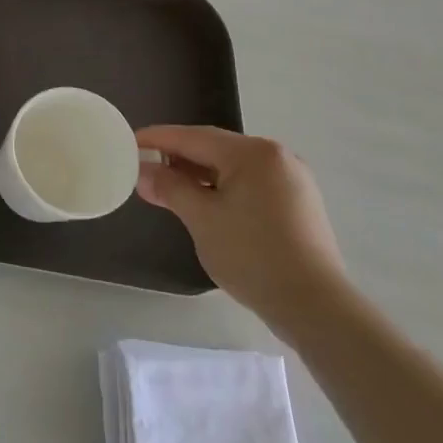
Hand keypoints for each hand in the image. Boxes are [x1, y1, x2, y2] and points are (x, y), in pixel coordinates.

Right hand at [135, 126, 349, 335]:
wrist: (314, 305)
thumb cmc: (252, 254)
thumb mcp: (201, 219)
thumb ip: (170, 188)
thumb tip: (143, 172)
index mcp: (253, 153)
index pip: (193, 137)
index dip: (157, 139)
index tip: (128, 142)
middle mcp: (277, 157)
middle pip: (214, 148)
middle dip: (177, 158)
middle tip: (143, 168)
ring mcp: (292, 180)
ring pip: (232, 167)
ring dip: (198, 175)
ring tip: (168, 189)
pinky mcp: (297, 203)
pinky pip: (250, 184)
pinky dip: (222, 188)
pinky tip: (203, 204)